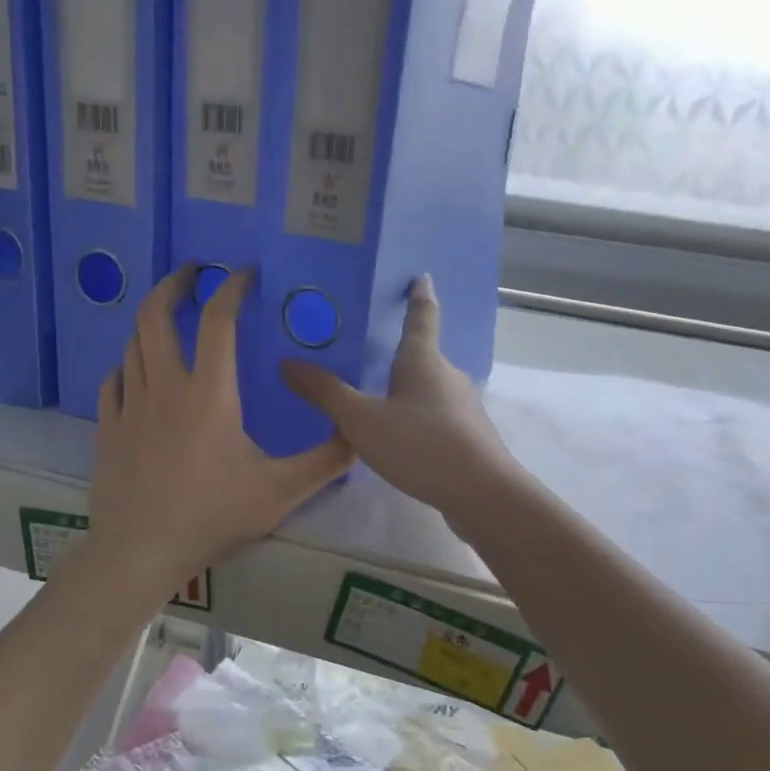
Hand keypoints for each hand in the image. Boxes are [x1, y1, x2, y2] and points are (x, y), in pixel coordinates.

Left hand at [85, 266, 353, 600]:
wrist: (141, 551)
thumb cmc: (212, 516)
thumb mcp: (280, 491)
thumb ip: (324, 462)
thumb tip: (359, 435)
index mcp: (209, 393)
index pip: (218, 320)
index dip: (231, 288)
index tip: (243, 273)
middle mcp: (164, 387)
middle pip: (155, 315)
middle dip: (173, 284)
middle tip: (191, 272)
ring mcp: (129, 407)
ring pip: (132, 346)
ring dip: (150, 324)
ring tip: (169, 321)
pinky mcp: (108, 430)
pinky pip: (113, 382)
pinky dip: (126, 366)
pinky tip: (135, 374)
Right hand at [282, 275, 518, 522]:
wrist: (482, 494)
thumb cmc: (420, 445)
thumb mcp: (362, 420)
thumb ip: (326, 393)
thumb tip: (287, 362)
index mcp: (423, 360)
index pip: (422, 315)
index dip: (418, 295)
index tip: (420, 276)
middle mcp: (447, 375)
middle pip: (421, 354)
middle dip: (397, 351)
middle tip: (364, 351)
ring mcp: (461, 406)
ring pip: (427, 388)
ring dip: (404, 388)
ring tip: (372, 397)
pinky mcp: (466, 435)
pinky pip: (433, 415)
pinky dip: (414, 416)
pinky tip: (396, 436)